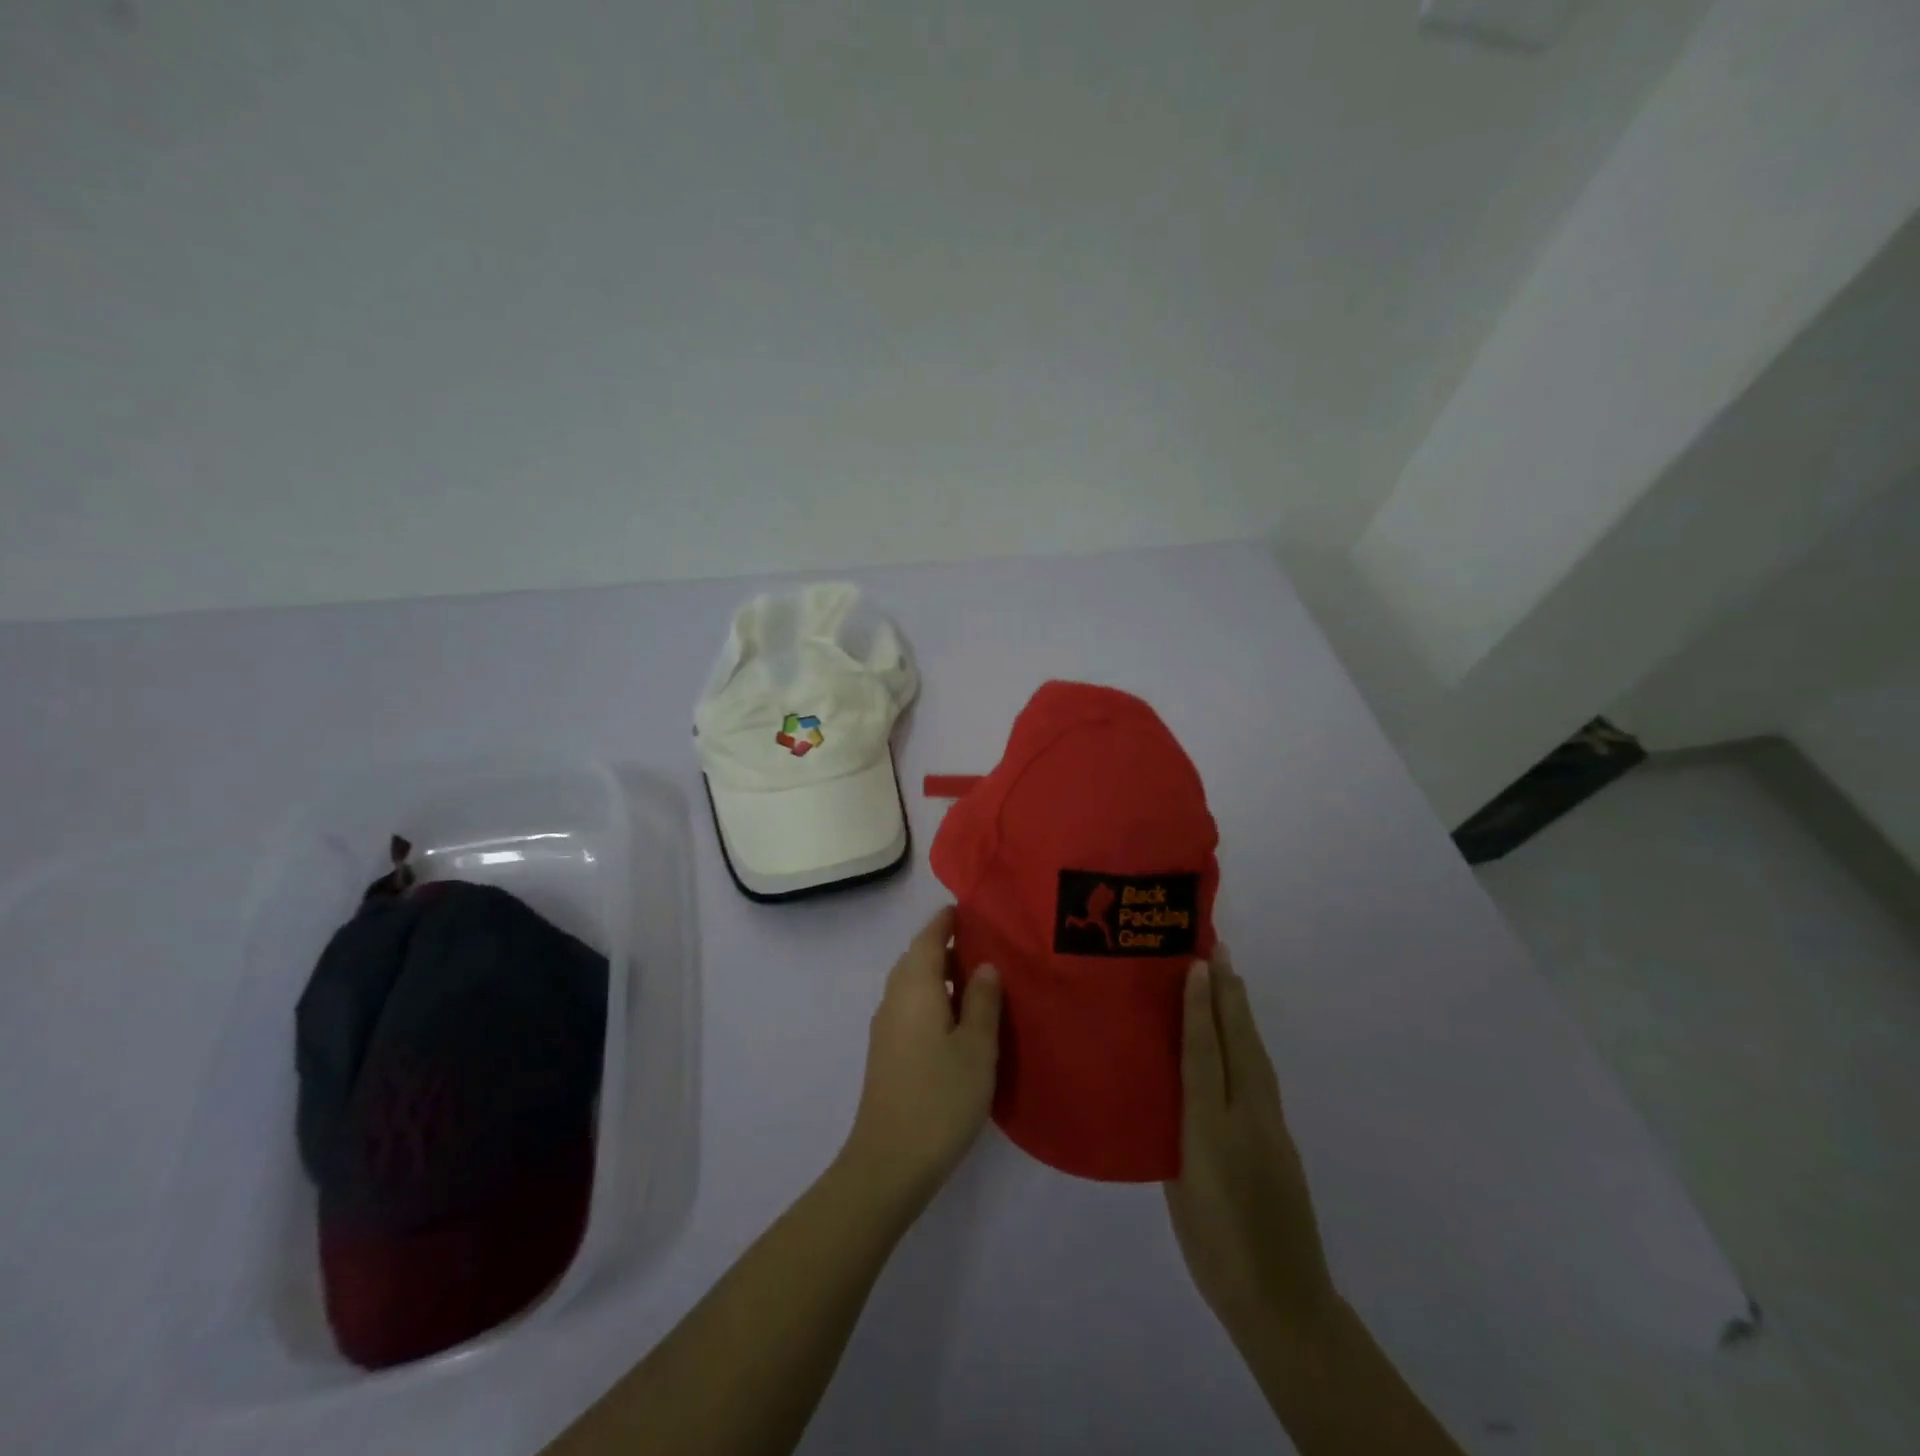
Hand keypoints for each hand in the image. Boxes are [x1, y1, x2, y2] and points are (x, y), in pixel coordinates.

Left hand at [840, 906, 1002, 1214]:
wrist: (890, 1161)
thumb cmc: (940, 1098)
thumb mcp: (976, 1048)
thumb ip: (982, 1002)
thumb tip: (985, 965)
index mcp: (915, 988)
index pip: (928, 938)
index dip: (946, 922)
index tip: (968, 910)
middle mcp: (894, 998)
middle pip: (917, 958)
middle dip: (944, 946)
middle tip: (983, 945)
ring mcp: (886, 1026)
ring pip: (912, 984)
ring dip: (938, 974)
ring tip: (976, 980)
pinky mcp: (886, 1051)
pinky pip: (909, 1006)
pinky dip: (931, 997)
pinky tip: (955, 1019)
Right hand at [1165, 945, 1336, 1341]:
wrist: (1281, 1300)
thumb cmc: (1215, 1243)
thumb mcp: (1180, 1182)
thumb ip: (1177, 1126)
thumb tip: (1176, 1080)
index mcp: (1214, 1125)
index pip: (1205, 1050)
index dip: (1197, 1006)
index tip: (1195, 962)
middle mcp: (1247, 1115)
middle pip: (1237, 1041)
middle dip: (1227, 993)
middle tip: (1217, 948)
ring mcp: (1269, 1127)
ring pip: (1253, 1054)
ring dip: (1240, 1012)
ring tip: (1228, 979)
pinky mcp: (1279, 1140)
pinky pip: (1259, 1075)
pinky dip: (1248, 1044)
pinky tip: (1238, 1041)